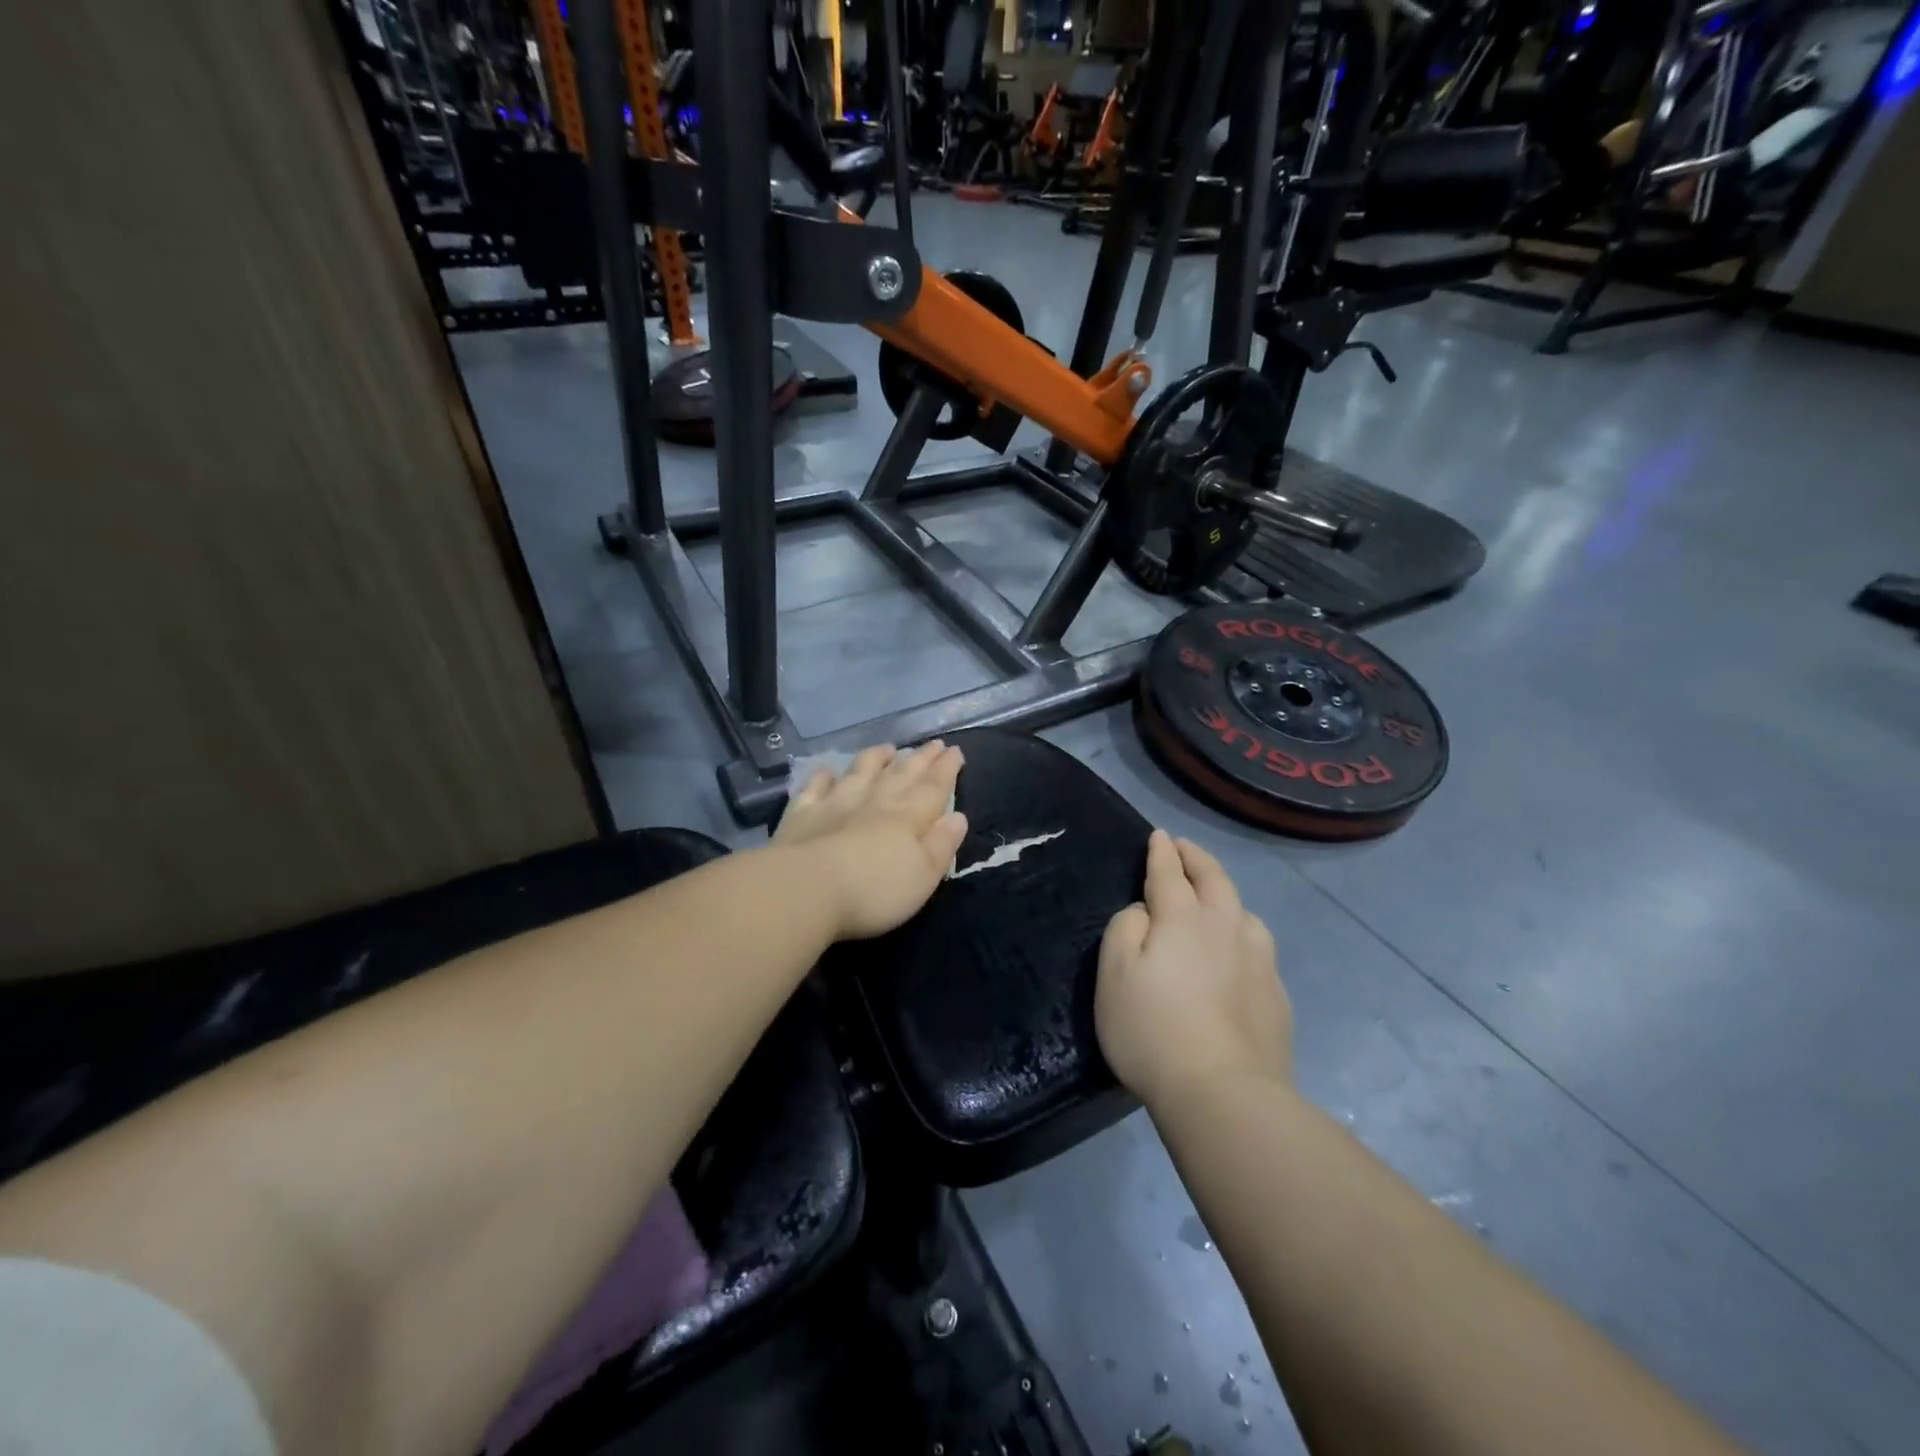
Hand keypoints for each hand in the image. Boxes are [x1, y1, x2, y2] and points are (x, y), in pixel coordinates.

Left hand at [774, 741, 969, 939]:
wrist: (806, 889)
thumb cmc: (874, 891)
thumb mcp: (923, 876)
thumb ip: (942, 845)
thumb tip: (957, 816)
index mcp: (907, 817)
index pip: (933, 788)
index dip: (946, 770)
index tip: (955, 751)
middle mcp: (874, 802)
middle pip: (901, 775)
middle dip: (920, 759)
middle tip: (933, 743)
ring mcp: (835, 804)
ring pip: (860, 772)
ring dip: (875, 758)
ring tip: (888, 748)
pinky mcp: (802, 814)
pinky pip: (815, 788)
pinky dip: (822, 777)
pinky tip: (827, 771)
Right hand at [1096, 830, 1292, 1107]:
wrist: (1224, 1093)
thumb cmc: (1153, 1030)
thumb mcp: (1114, 974)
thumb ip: (1125, 928)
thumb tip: (1146, 911)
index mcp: (1182, 918)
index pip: (1169, 872)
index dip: (1162, 852)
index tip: (1159, 836)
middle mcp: (1225, 928)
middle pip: (1214, 880)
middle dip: (1197, 859)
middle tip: (1185, 849)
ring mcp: (1258, 961)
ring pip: (1244, 912)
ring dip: (1225, 896)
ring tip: (1215, 900)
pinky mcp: (1275, 994)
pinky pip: (1259, 949)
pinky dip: (1242, 935)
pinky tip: (1238, 953)